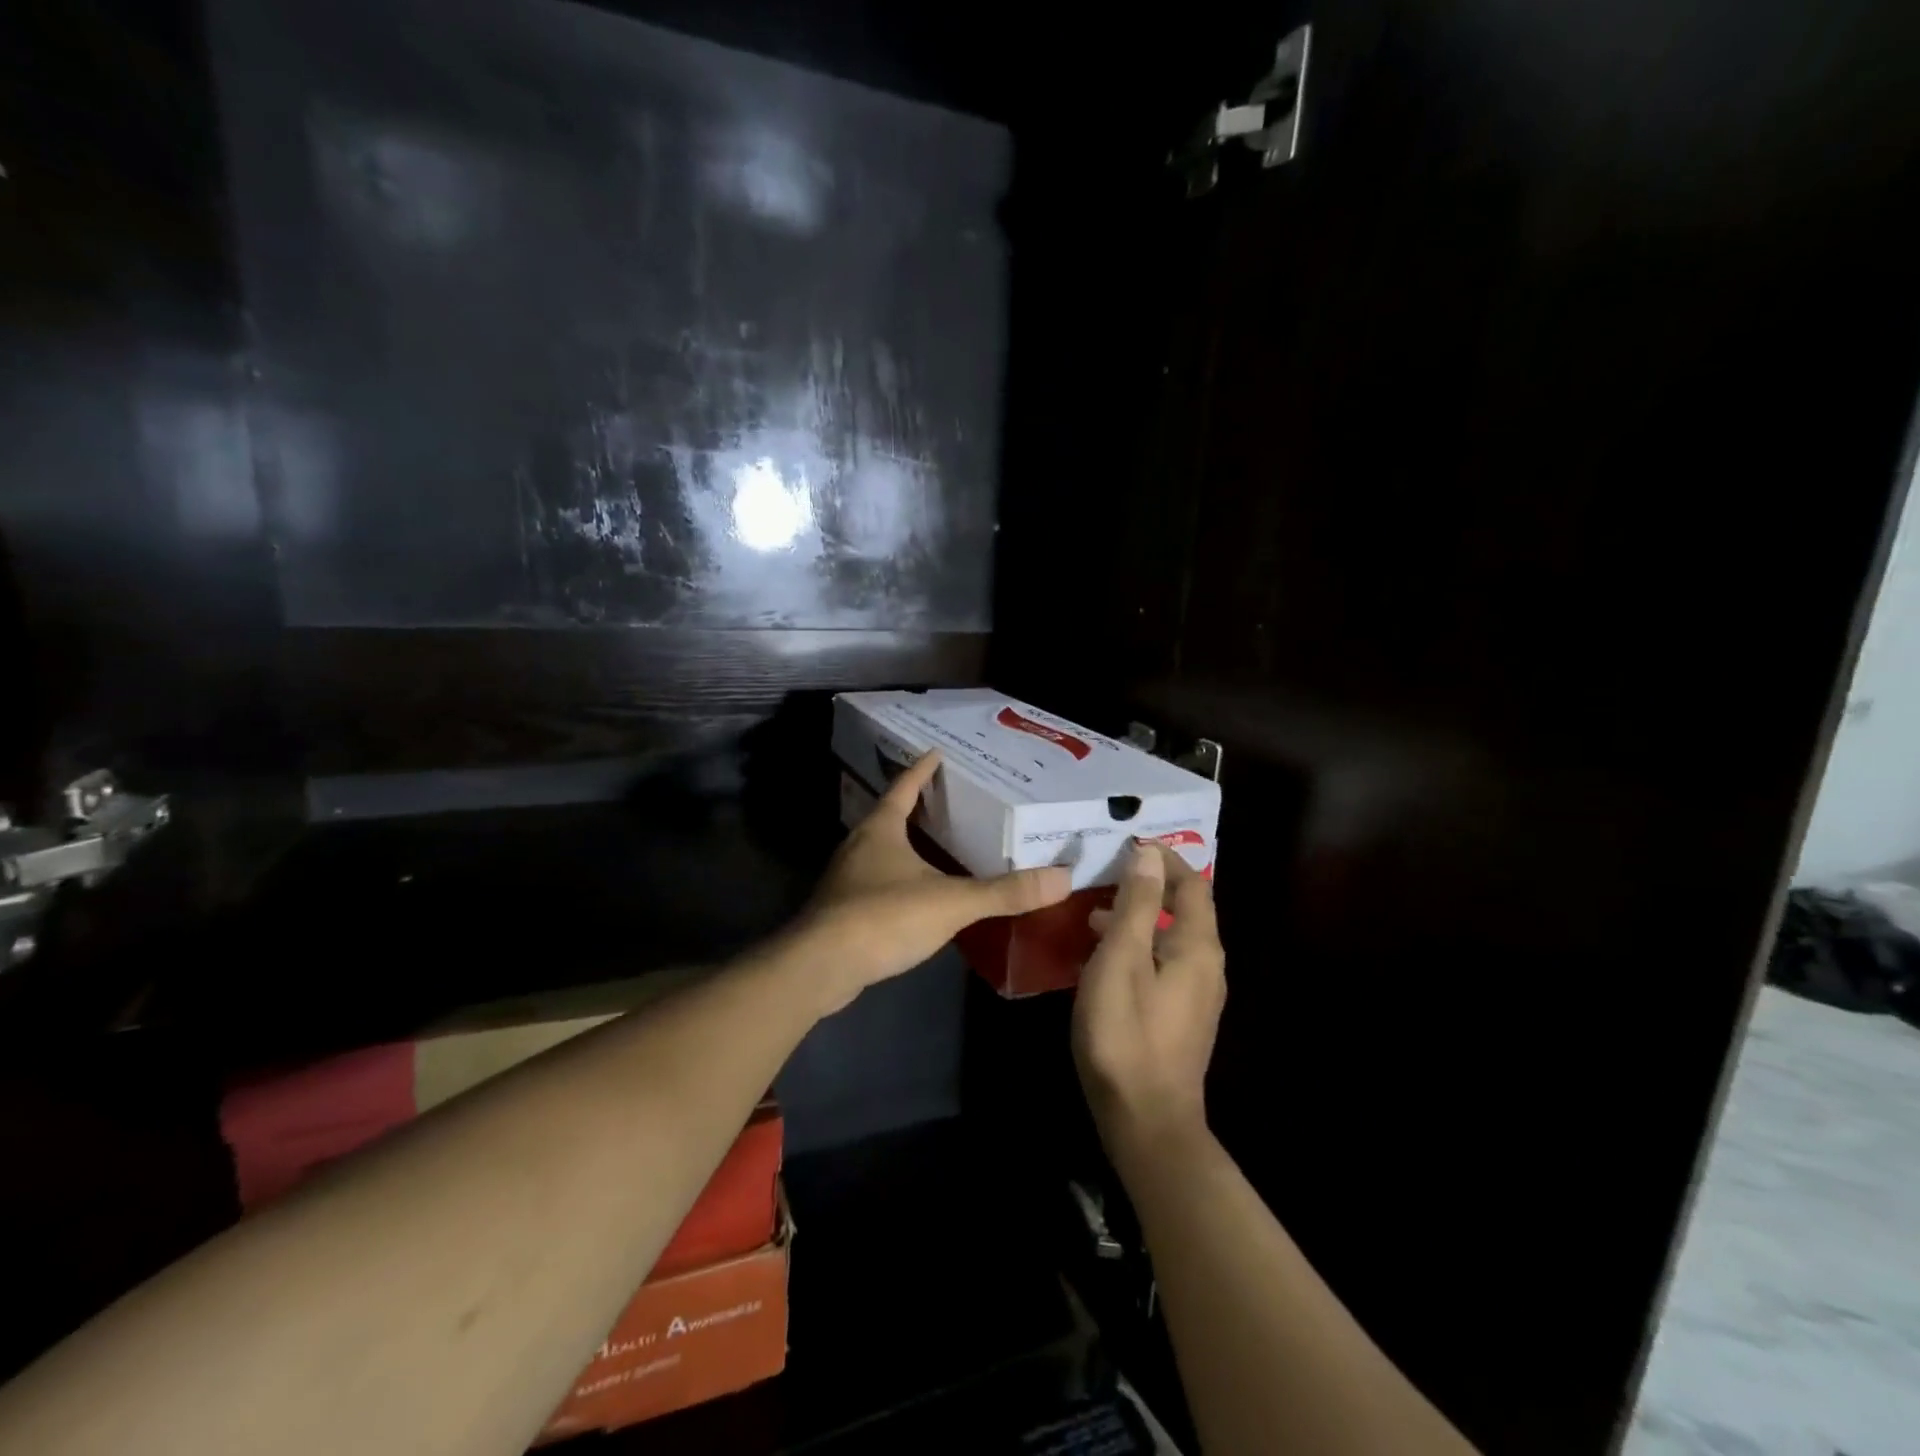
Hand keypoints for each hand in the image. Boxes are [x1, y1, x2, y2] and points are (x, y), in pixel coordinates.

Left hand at [797, 751, 1071, 1014]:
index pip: (904, 786)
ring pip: (880, 849)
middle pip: (889, 815)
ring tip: (935, 844)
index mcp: (881, 828)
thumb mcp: (951, 902)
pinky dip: (896, 877)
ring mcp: (845, 878)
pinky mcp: (841, 909)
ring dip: (904, 843)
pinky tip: (915, 894)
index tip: (937, 753)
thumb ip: (1004, 892)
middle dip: (916, 806)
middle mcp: (859, 845)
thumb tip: (1063, 878)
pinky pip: (874, 881)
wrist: (820, 966)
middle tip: (947, 800)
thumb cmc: (883, 917)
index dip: (922, 769)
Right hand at [1073, 841, 1225, 1161]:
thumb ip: (1137, 904)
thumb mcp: (1122, 959)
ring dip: (1140, 917)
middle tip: (1107, 873)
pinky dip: (1138, 946)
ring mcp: (1197, 995)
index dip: (1165, 859)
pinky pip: (1163, 963)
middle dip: (1150, 885)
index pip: (1192, 885)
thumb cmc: (1127, 1032)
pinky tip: (1104, 958)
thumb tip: (1148, 855)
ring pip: (1171, 938)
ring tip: (1095, 912)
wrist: (1145, 1119)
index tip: (1129, 843)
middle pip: (1185, 910)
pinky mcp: (1181, 1017)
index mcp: (1198, 947)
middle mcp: (1207, 966)